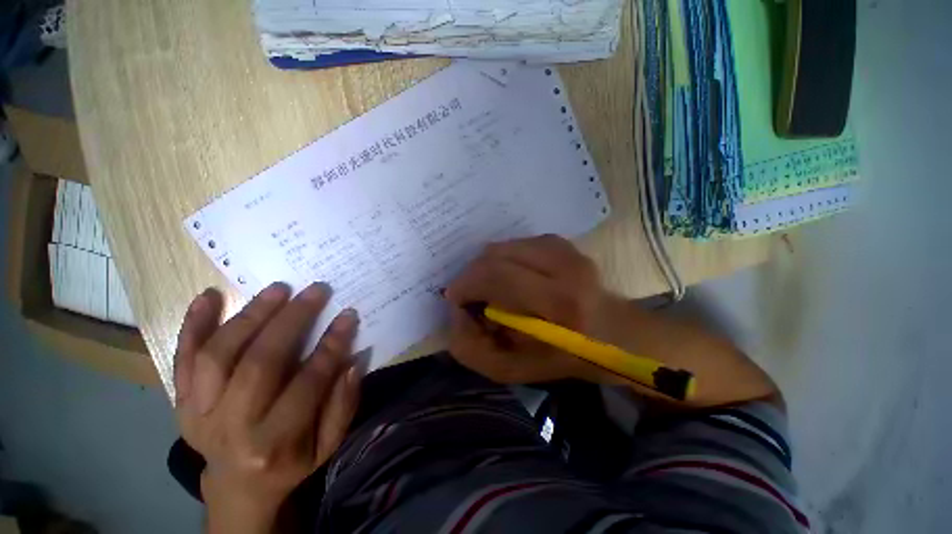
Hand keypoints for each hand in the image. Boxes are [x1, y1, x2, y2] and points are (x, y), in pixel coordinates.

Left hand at [173, 282, 360, 533]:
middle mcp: (233, 427)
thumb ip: (344, 404)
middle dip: (292, 320)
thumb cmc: (290, 462)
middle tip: (316, 291)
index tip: (348, 315)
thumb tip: (354, 360)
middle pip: (260, 363)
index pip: (309, 382)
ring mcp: (199, 413)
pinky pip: (182, 359)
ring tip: (278, 290)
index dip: (332, 344)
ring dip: (250, 316)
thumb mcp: (327, 444)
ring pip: (220, 355)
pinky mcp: (180, 402)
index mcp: (275, 442)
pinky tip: (208, 296)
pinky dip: (192, 326)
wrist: (237, 487)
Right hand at [447, 235, 782, 408]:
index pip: (494, 276)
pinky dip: (504, 258)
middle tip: (470, 294)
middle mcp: (565, 267)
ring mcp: (567, 250)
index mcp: (557, 303)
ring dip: (487, 266)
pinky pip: (518, 243)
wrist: (613, 334)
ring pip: (504, 246)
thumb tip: (456, 312)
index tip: (456, 299)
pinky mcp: (565, 244)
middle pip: (494, 256)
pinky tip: (509, 275)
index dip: (465, 285)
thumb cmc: (564, 358)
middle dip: (471, 275)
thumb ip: (471, 348)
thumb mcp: (512, 370)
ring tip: (489, 286)